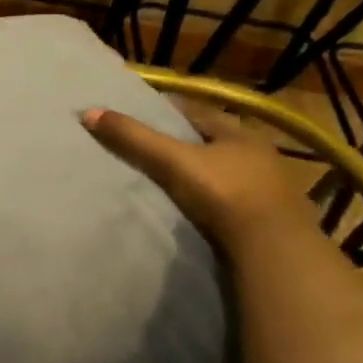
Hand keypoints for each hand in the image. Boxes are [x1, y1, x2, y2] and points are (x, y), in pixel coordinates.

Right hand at [81, 100, 310, 245]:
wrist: (274, 250)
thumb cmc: (224, 193)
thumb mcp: (172, 161)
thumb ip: (133, 138)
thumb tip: (89, 112)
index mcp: (240, 133)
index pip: (197, 113)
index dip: (167, 112)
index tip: (140, 116)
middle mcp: (259, 155)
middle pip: (212, 143)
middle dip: (184, 145)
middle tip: (148, 150)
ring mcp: (270, 189)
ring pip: (225, 173)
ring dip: (201, 176)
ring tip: (167, 182)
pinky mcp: (270, 220)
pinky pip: (233, 202)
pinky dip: (213, 202)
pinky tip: (194, 210)